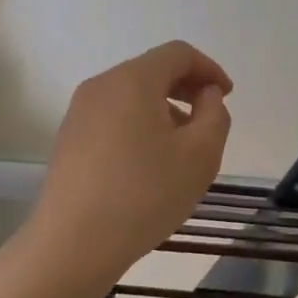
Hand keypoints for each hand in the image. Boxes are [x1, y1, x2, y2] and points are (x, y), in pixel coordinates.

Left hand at [33, 41, 232, 280]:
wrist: (73, 245)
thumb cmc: (144, 194)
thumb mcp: (200, 154)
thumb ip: (214, 114)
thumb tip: (205, 95)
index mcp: (133, 80)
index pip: (178, 53)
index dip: (209, 68)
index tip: (227, 96)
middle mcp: (101, 86)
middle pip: (152, 70)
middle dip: (186, 88)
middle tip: (209, 119)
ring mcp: (79, 113)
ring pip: (132, 96)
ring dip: (164, 109)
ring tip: (182, 148)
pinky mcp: (69, 140)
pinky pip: (113, 117)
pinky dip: (139, 125)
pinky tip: (150, 164)